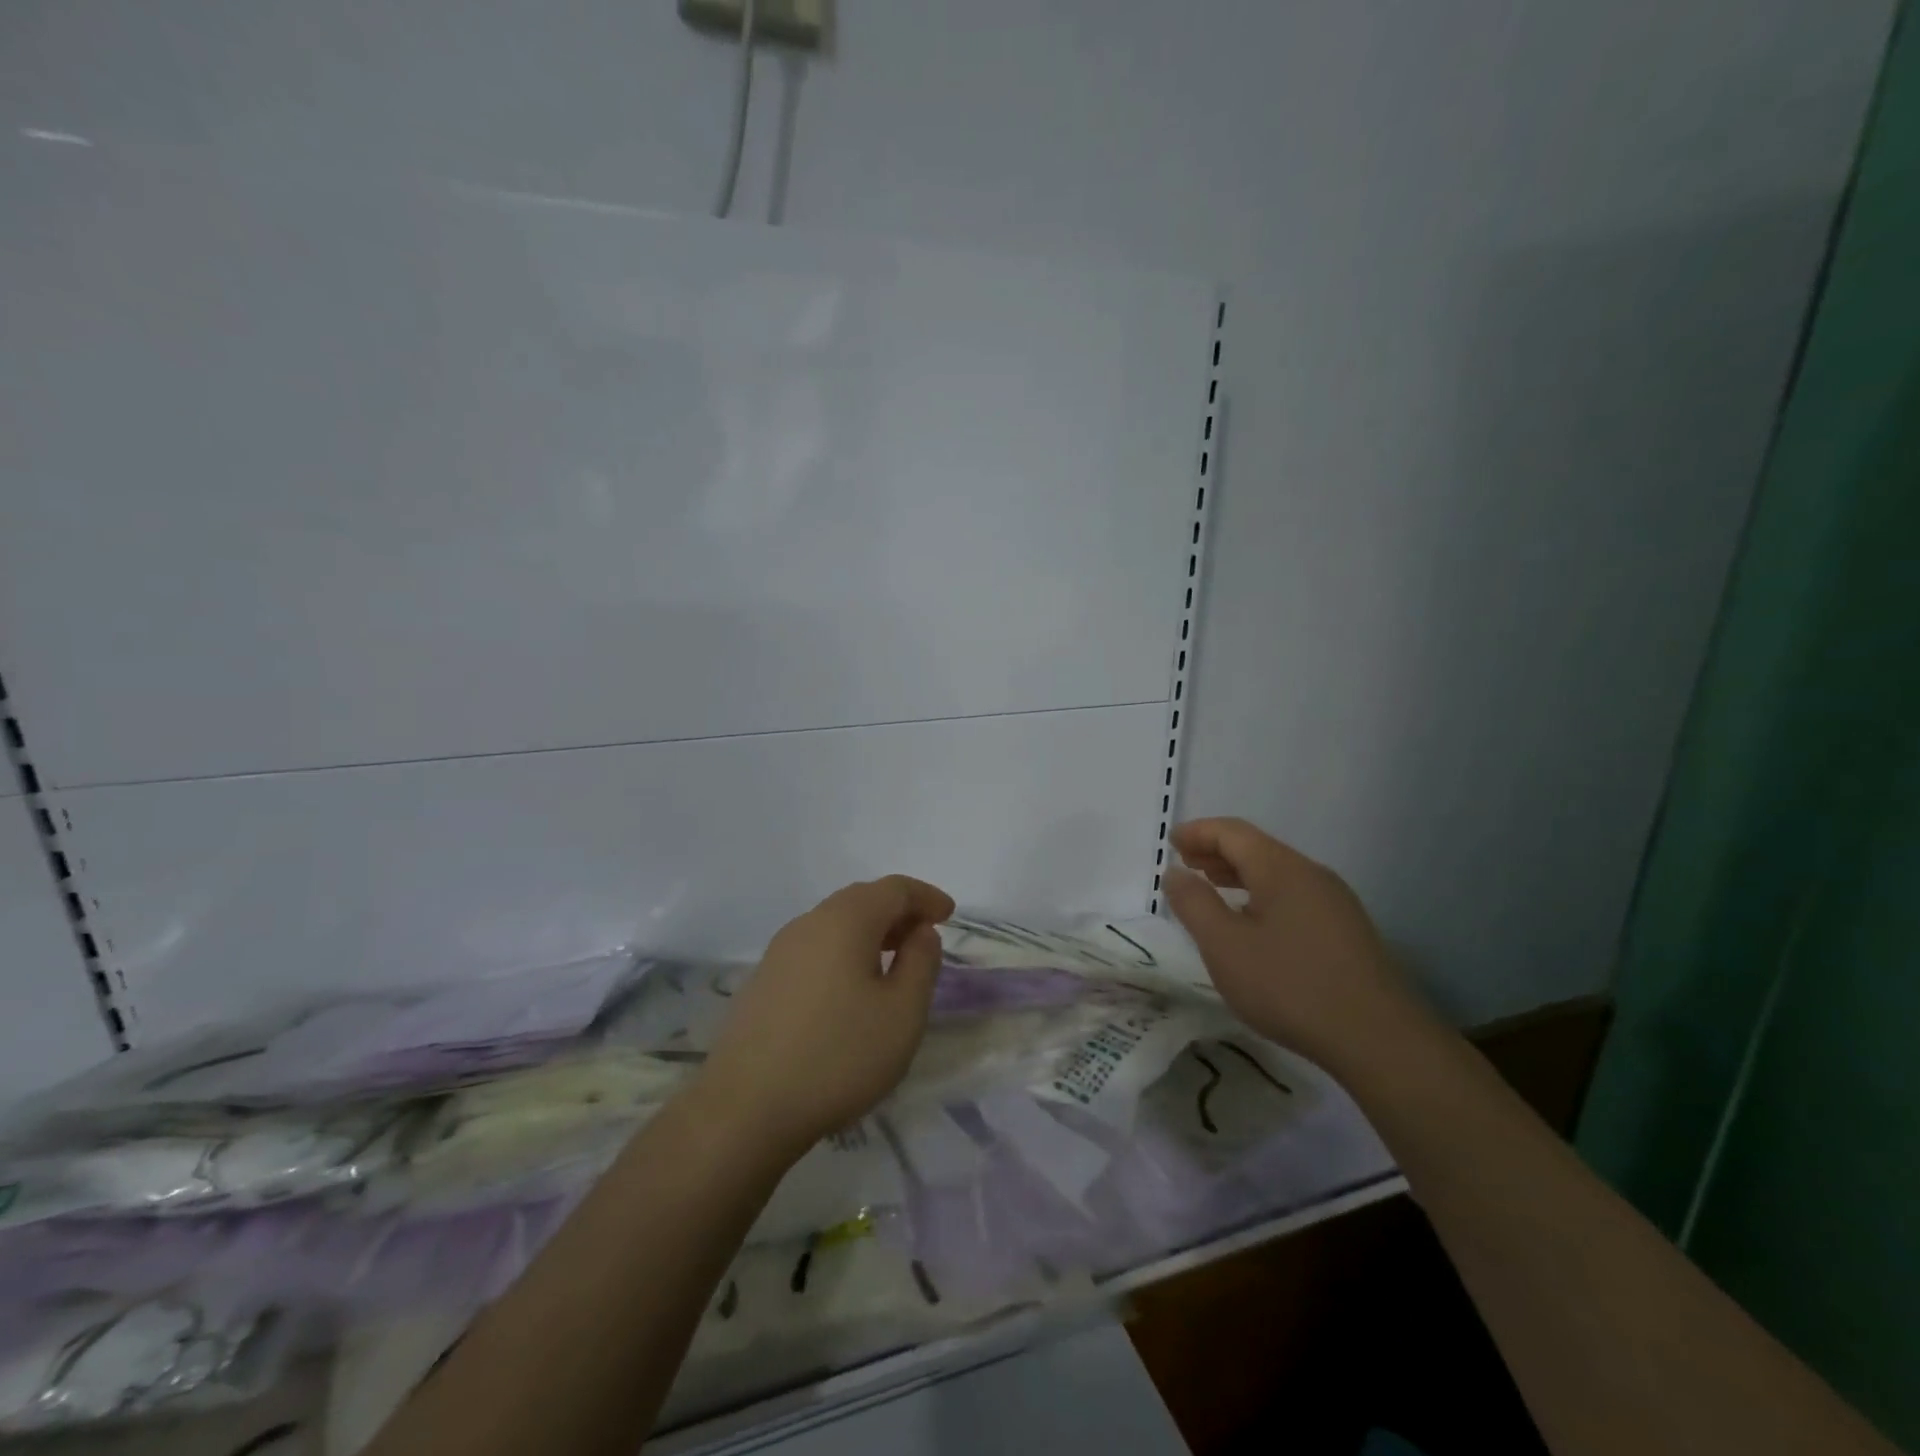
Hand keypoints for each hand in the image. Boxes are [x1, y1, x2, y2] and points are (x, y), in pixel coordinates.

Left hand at [694, 876, 955, 1160]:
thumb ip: (921, 963)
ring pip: (834, 924)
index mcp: (845, 920)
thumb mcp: (902, 1013)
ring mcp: (779, 952)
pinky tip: (851, 990)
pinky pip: (815, 949)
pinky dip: (843, 953)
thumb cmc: (838, 1056)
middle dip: (898, 912)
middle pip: (861, 900)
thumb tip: (920, 932)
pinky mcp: (762, 982)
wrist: (744, 1109)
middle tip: (924, 937)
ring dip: (870, 933)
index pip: (893, 888)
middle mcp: (808, 923)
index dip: (925, 896)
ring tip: (893, 964)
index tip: (949, 914)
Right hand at [1164, 817, 1428, 1066]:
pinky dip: (1261, 895)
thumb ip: (1194, 904)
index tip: (1171, 843)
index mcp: (1281, 868)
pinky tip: (1253, 923)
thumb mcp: (1224, 946)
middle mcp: (1311, 874)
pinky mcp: (1347, 930)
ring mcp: (1335, 902)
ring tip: (1212, 888)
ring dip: (1239, 874)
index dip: (1198, 832)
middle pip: (1257, 848)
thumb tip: (1175, 872)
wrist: (1378, 1039)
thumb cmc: (1289, 986)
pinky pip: (1294, 895)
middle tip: (1185, 864)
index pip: (1232, 833)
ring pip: (1277, 873)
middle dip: (1216, 851)